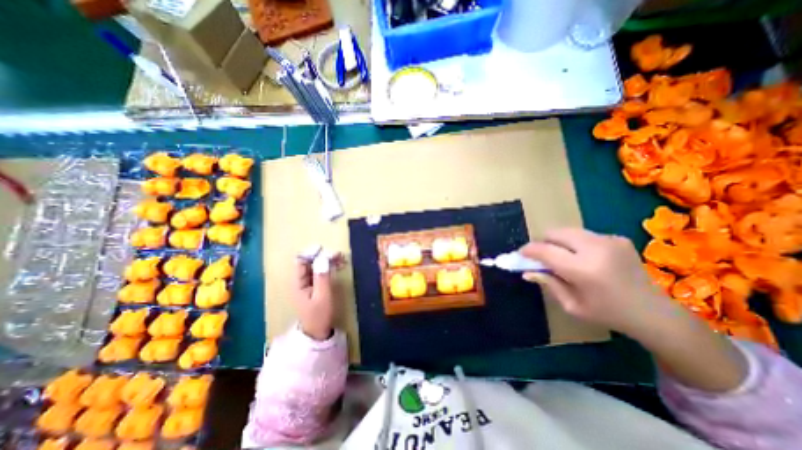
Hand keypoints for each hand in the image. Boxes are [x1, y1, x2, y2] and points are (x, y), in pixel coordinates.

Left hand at [294, 253, 344, 340]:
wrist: (318, 331)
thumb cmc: (319, 315)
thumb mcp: (322, 296)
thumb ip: (322, 277)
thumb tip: (324, 258)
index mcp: (297, 282)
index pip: (301, 261)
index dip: (311, 253)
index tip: (325, 250)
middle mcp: (300, 280)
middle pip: (309, 261)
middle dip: (323, 256)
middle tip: (338, 255)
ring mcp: (307, 282)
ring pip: (315, 265)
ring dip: (328, 260)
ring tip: (341, 258)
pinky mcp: (314, 284)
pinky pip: (320, 271)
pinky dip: (329, 266)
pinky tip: (339, 265)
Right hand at [521, 229, 674, 336]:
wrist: (654, 313)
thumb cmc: (608, 313)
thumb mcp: (571, 305)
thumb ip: (548, 283)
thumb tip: (526, 271)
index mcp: (583, 269)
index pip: (545, 250)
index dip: (528, 250)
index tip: (521, 254)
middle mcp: (595, 249)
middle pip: (555, 233)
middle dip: (543, 242)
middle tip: (541, 256)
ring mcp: (608, 240)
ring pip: (567, 231)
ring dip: (558, 242)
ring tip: (562, 257)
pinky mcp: (617, 237)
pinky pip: (583, 235)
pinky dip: (574, 243)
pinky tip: (583, 257)